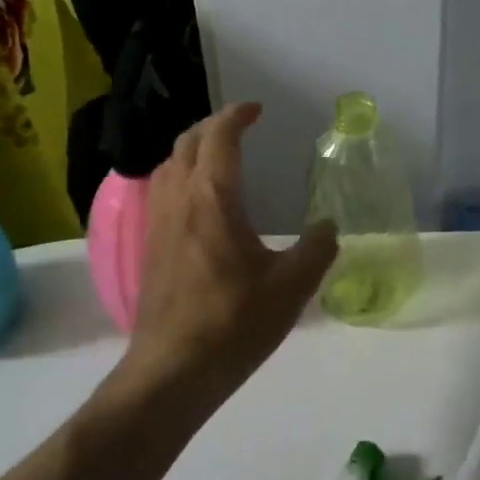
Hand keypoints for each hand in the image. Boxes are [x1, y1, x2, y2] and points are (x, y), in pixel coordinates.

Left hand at [115, 103, 336, 414]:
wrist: (173, 370)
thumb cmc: (234, 323)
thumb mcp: (291, 287)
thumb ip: (317, 250)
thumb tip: (330, 227)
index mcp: (212, 199)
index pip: (218, 138)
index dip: (236, 116)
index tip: (256, 109)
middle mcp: (179, 201)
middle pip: (186, 144)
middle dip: (211, 127)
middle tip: (238, 127)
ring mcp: (158, 224)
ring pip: (167, 166)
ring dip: (191, 150)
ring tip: (217, 157)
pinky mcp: (149, 248)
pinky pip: (161, 192)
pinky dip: (179, 176)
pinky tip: (197, 202)